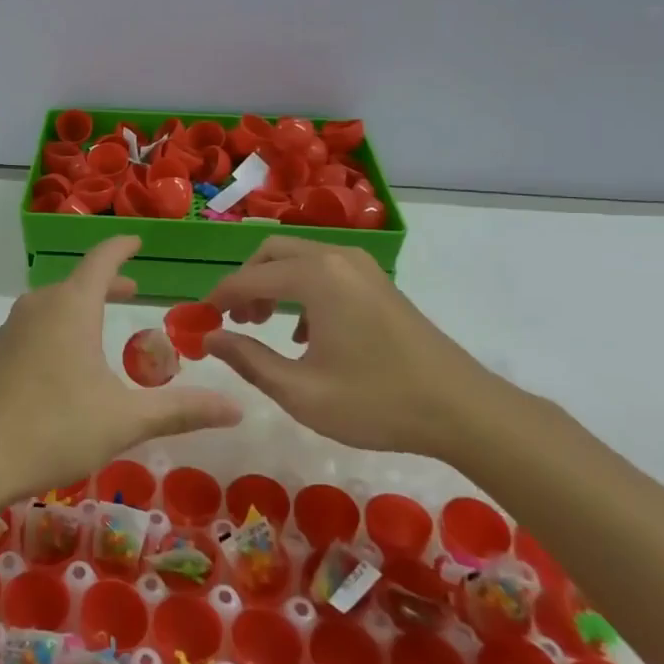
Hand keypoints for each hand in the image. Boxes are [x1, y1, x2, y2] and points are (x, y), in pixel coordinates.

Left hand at [0, 237, 241, 522]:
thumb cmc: (52, 428)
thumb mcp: (124, 421)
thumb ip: (181, 411)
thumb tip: (238, 407)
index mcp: (70, 307)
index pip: (101, 260)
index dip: (122, 247)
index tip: (137, 240)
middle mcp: (37, 308)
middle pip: (76, 283)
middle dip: (107, 284)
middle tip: (132, 290)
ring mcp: (8, 332)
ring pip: (52, 307)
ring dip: (80, 309)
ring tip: (99, 329)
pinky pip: (32, 331)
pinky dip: (57, 332)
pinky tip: (61, 368)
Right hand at [202, 236, 503, 460]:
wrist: (465, 411)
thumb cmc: (377, 402)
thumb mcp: (301, 391)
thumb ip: (248, 360)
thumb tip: (209, 338)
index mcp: (315, 276)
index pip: (248, 277)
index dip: (218, 299)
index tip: (199, 322)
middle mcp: (336, 258)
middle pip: (271, 252)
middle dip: (244, 282)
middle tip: (233, 321)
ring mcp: (362, 267)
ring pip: (298, 258)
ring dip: (271, 284)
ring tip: (262, 325)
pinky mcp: (377, 282)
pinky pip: (323, 270)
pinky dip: (300, 289)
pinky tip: (304, 334)